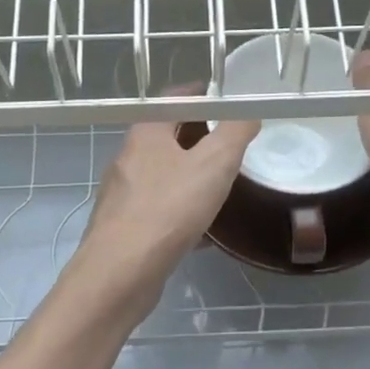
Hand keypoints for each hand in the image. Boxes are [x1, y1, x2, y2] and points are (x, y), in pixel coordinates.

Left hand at [73, 107, 259, 318]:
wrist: (121, 272)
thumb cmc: (168, 209)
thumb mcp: (214, 164)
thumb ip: (235, 133)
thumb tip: (248, 113)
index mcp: (145, 134)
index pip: (171, 100)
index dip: (199, 95)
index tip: (223, 100)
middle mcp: (128, 159)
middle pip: (166, 137)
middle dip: (197, 138)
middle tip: (229, 145)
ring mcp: (123, 195)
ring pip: (162, 176)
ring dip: (189, 176)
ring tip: (220, 186)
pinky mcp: (124, 227)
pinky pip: (159, 209)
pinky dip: (181, 211)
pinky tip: (203, 231)